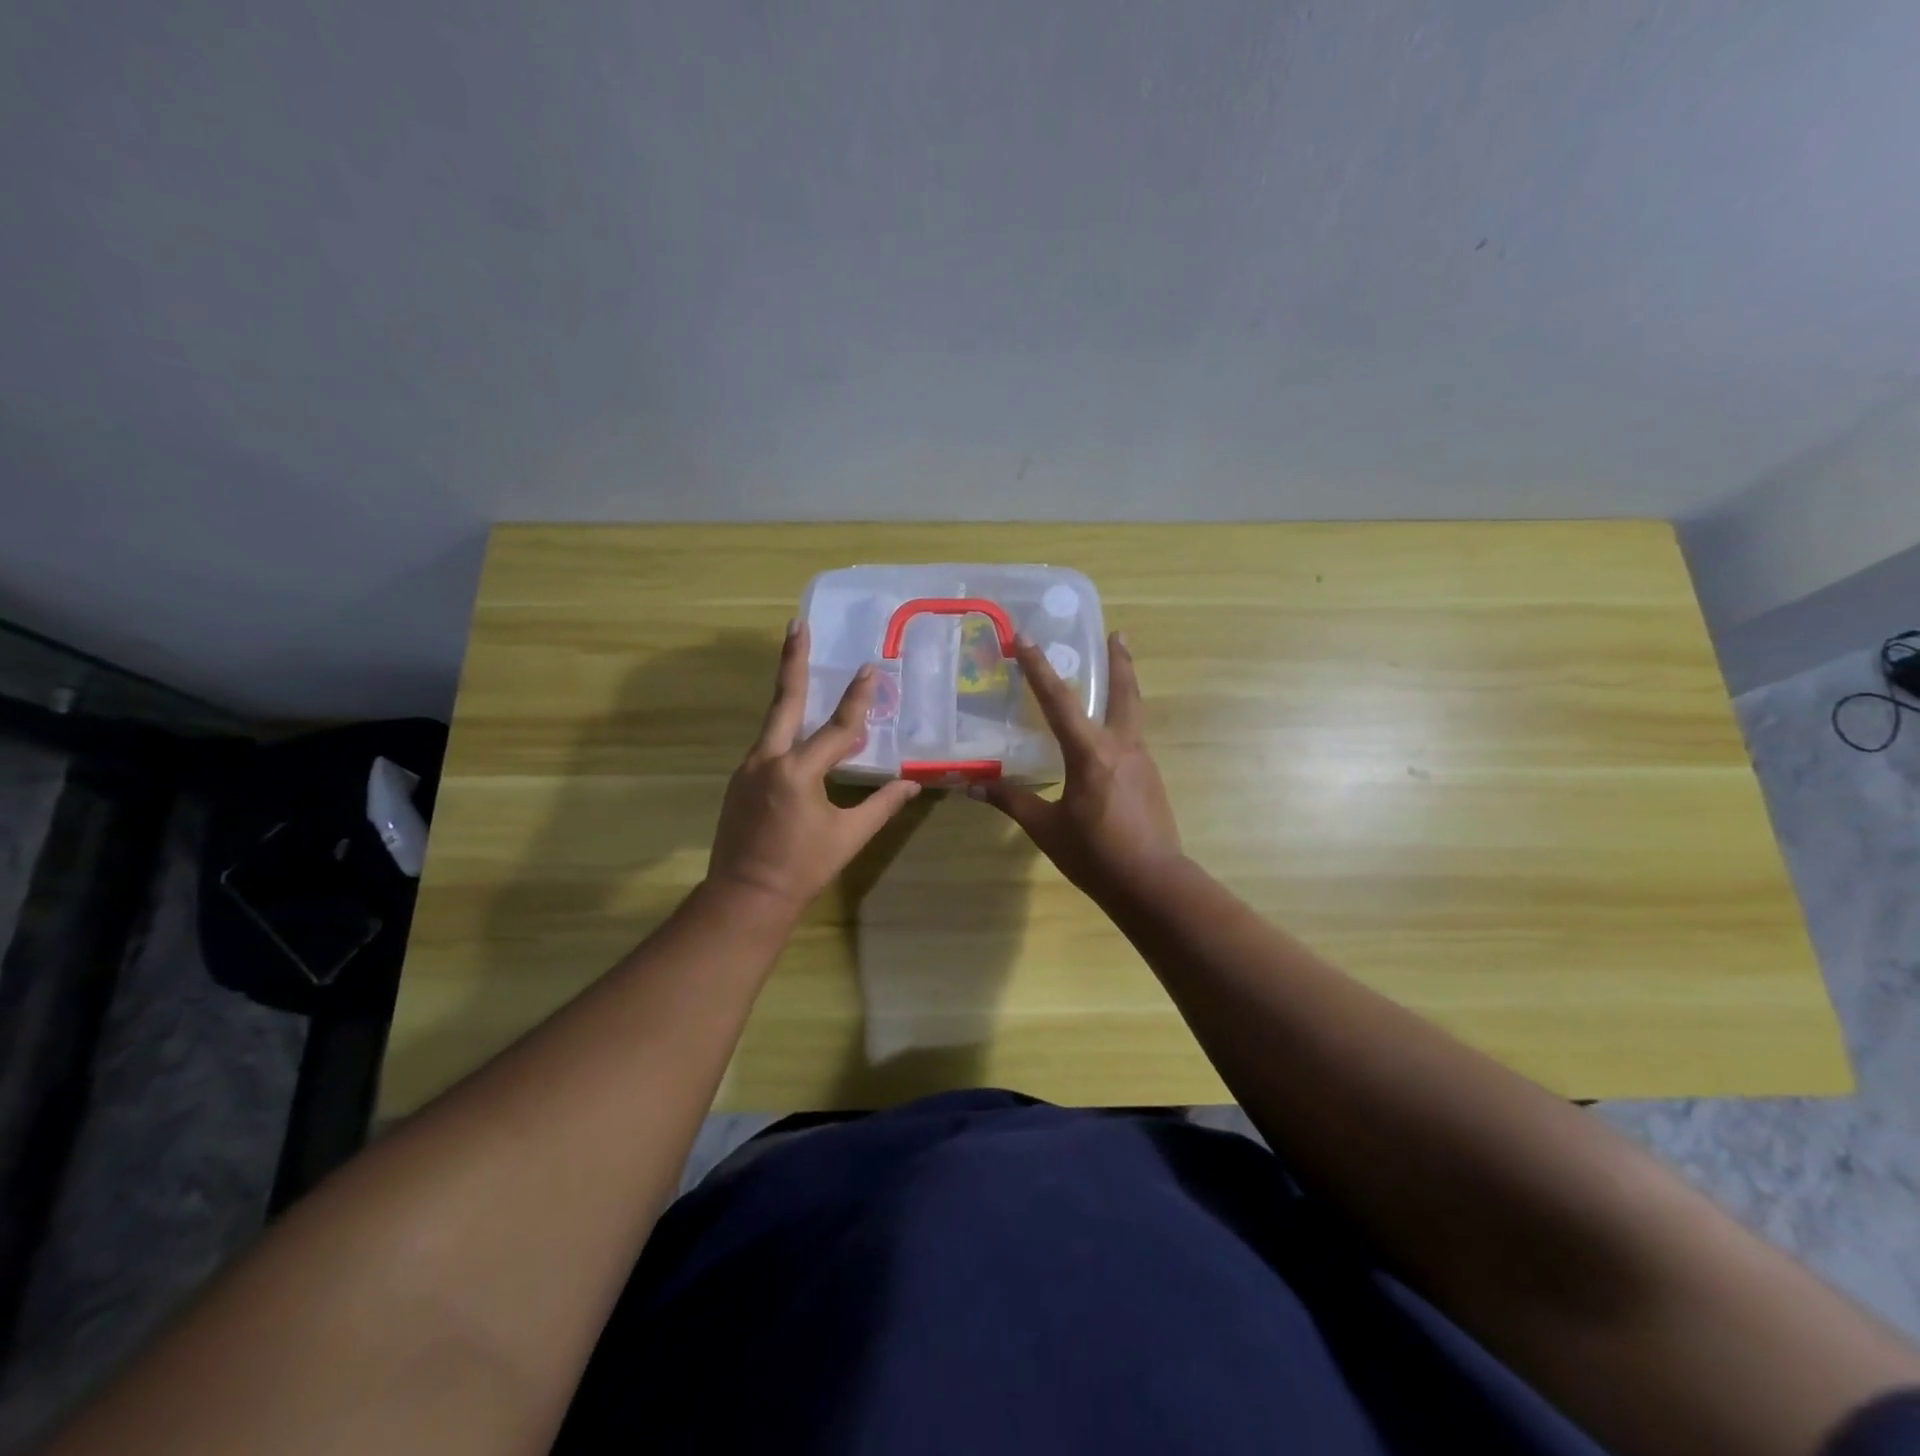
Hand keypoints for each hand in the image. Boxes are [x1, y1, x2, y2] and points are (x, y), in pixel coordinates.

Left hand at [706, 622, 921, 914]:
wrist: (745, 897)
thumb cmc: (803, 868)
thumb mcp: (849, 836)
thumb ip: (881, 805)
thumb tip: (912, 784)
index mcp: (798, 773)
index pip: (837, 728)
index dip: (857, 700)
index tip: (869, 670)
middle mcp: (768, 760)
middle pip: (784, 701)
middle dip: (792, 661)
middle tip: (796, 625)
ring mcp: (749, 768)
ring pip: (774, 722)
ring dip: (789, 694)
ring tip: (800, 663)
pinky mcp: (740, 780)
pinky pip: (768, 744)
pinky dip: (787, 730)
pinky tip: (800, 731)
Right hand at [971, 631, 1181, 901]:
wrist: (1153, 884)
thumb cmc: (1096, 855)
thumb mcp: (1046, 828)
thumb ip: (1013, 801)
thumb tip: (973, 786)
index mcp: (1091, 754)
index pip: (1059, 701)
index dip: (1039, 668)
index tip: (1026, 638)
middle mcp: (1121, 747)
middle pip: (1124, 693)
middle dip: (1120, 661)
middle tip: (1118, 633)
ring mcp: (1142, 761)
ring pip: (1132, 714)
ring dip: (1124, 689)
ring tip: (1115, 673)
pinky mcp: (1150, 778)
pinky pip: (1133, 738)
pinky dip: (1122, 722)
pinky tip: (1110, 737)